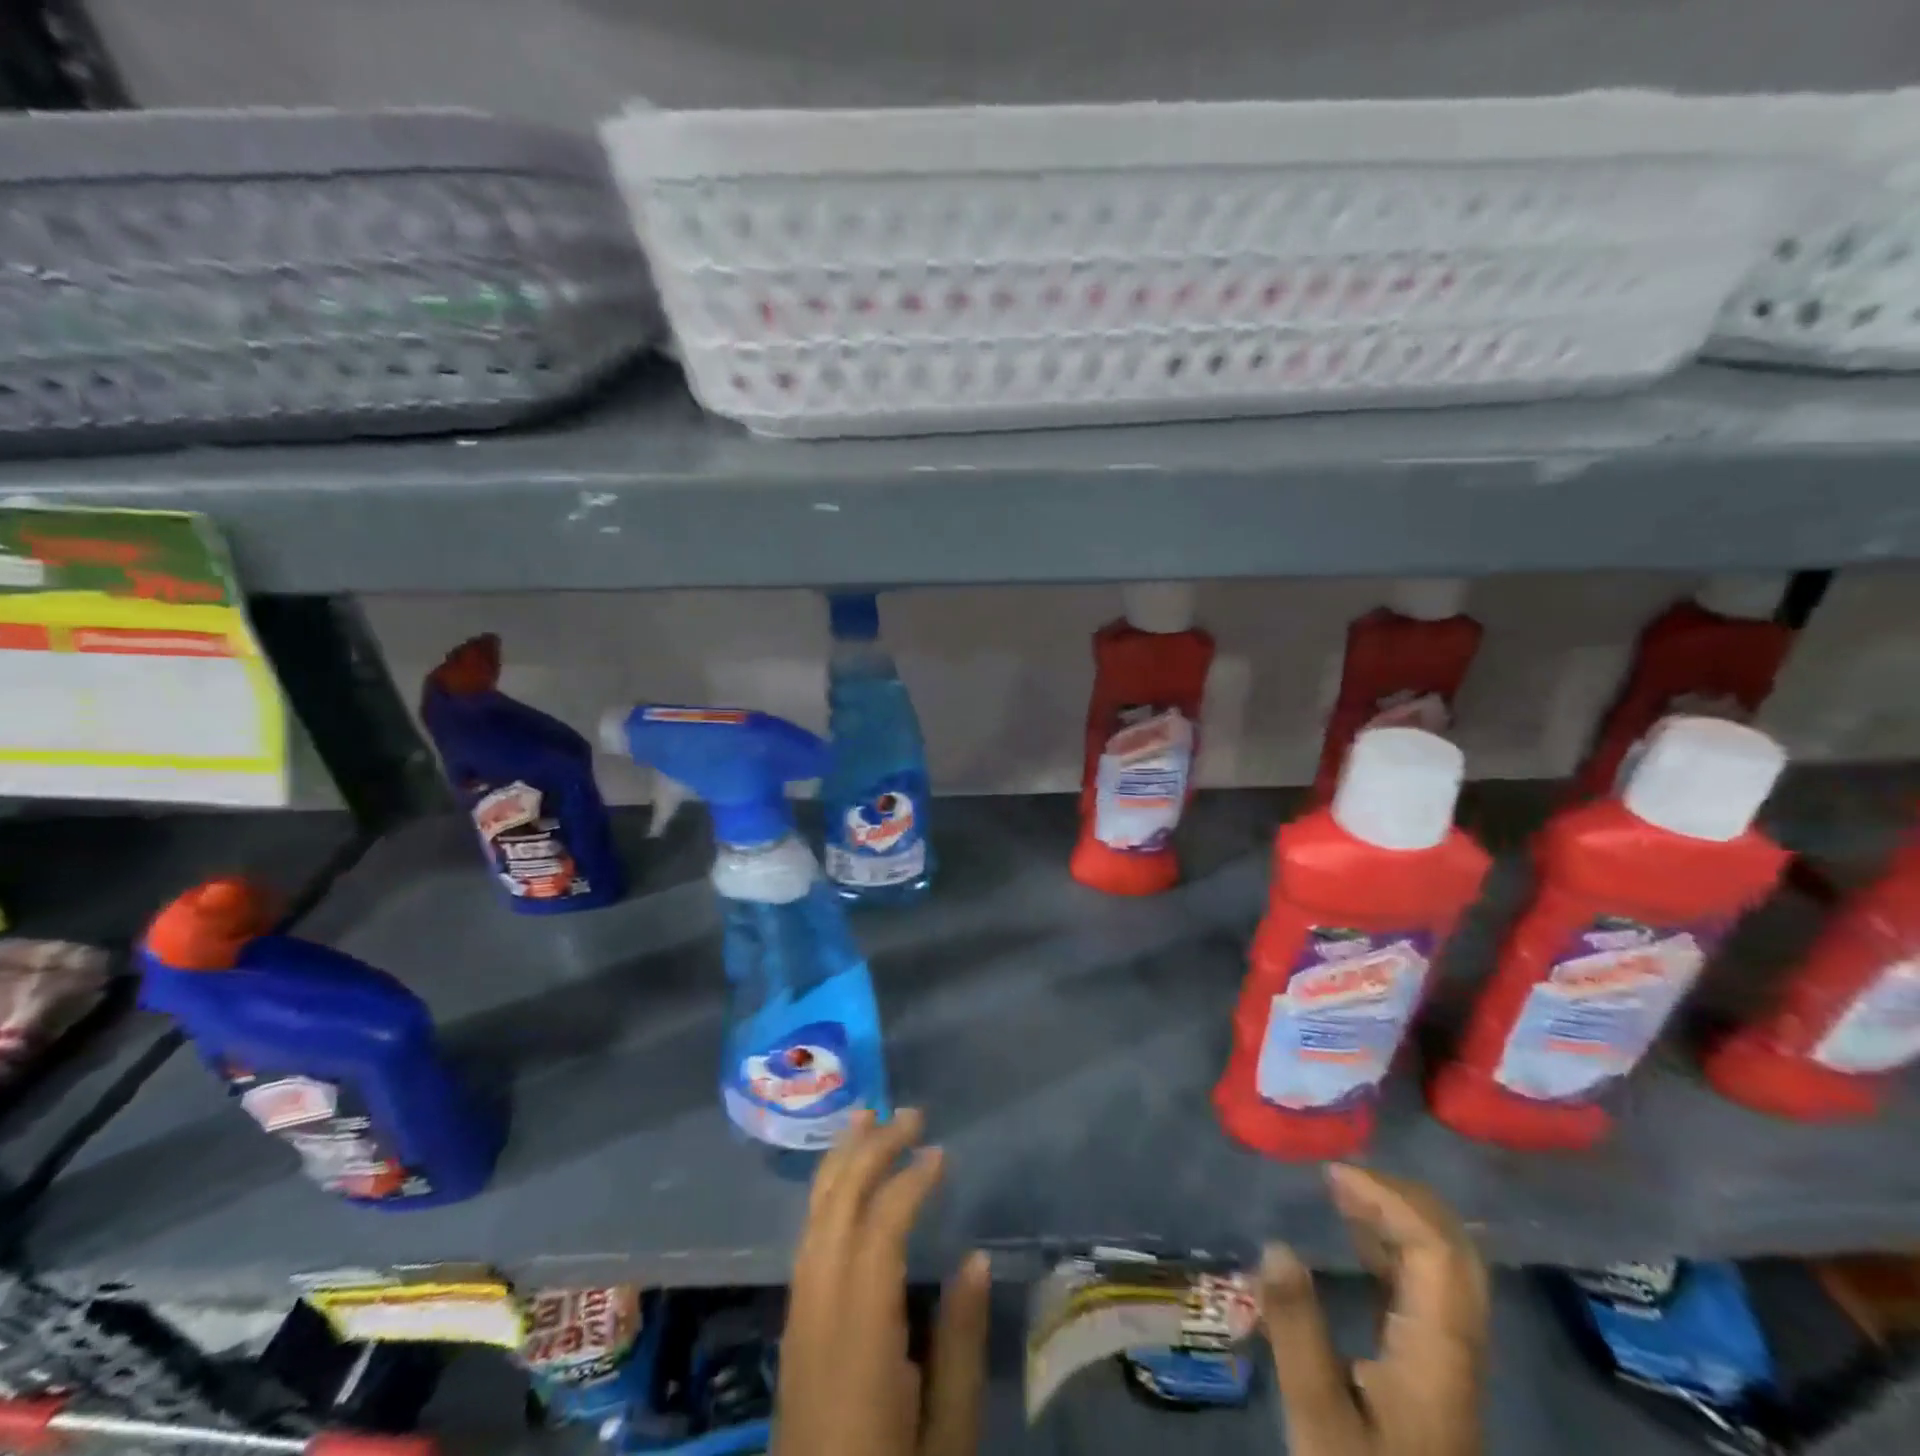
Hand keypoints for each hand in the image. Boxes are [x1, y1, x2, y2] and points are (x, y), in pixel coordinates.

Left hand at [775, 1109, 991, 1455]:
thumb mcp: (947, 1438)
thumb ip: (960, 1346)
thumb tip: (974, 1258)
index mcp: (858, 1337)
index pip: (878, 1232)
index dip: (908, 1183)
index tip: (940, 1153)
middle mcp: (817, 1313)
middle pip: (836, 1208)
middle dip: (871, 1150)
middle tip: (910, 1113)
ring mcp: (797, 1318)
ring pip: (813, 1217)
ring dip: (841, 1161)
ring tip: (867, 1117)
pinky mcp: (792, 1329)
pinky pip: (807, 1239)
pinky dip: (826, 1194)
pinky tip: (845, 1180)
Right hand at [1260, 1165, 1488, 1455]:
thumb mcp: (1318, 1418)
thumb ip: (1297, 1329)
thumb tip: (1275, 1243)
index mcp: (1438, 1352)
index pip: (1436, 1250)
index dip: (1390, 1199)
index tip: (1332, 1176)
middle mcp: (1458, 1346)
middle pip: (1456, 1249)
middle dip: (1402, 1196)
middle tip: (1340, 1175)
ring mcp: (1452, 1357)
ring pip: (1448, 1264)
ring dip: (1401, 1216)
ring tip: (1342, 1192)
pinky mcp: (1436, 1366)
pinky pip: (1430, 1284)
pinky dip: (1397, 1245)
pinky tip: (1357, 1240)